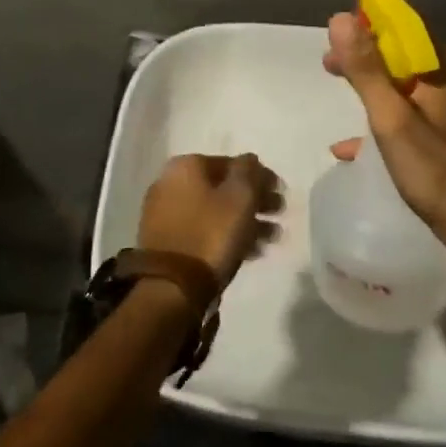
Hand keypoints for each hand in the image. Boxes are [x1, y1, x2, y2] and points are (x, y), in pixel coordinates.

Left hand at [137, 153, 282, 287]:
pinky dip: (226, 235)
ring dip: (244, 220)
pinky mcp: (165, 242)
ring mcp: (165, 213)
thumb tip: (250, 160)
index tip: (280, 192)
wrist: (171, 286)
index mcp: (186, 166)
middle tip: (279, 214)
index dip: (260, 176)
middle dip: (254, 200)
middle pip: (222, 187)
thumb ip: (249, 171)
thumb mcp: (240, 197)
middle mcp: (170, 183)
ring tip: (271, 239)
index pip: (232, 163)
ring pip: (214, 210)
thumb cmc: (211, 233)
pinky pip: (203, 230)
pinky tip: (250, 251)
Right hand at [322, 12, 445, 233]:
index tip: (337, 29)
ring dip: (371, 83)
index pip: (405, 25)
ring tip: (340, 90)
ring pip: (405, 83)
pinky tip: (352, 146)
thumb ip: (366, 69)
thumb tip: (341, 17)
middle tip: (330, 64)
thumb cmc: (436, 169)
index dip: (370, 20)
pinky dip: (382, 117)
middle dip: (365, 55)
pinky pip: (409, 112)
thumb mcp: (392, 117)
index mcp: (445, 67)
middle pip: (403, 53)